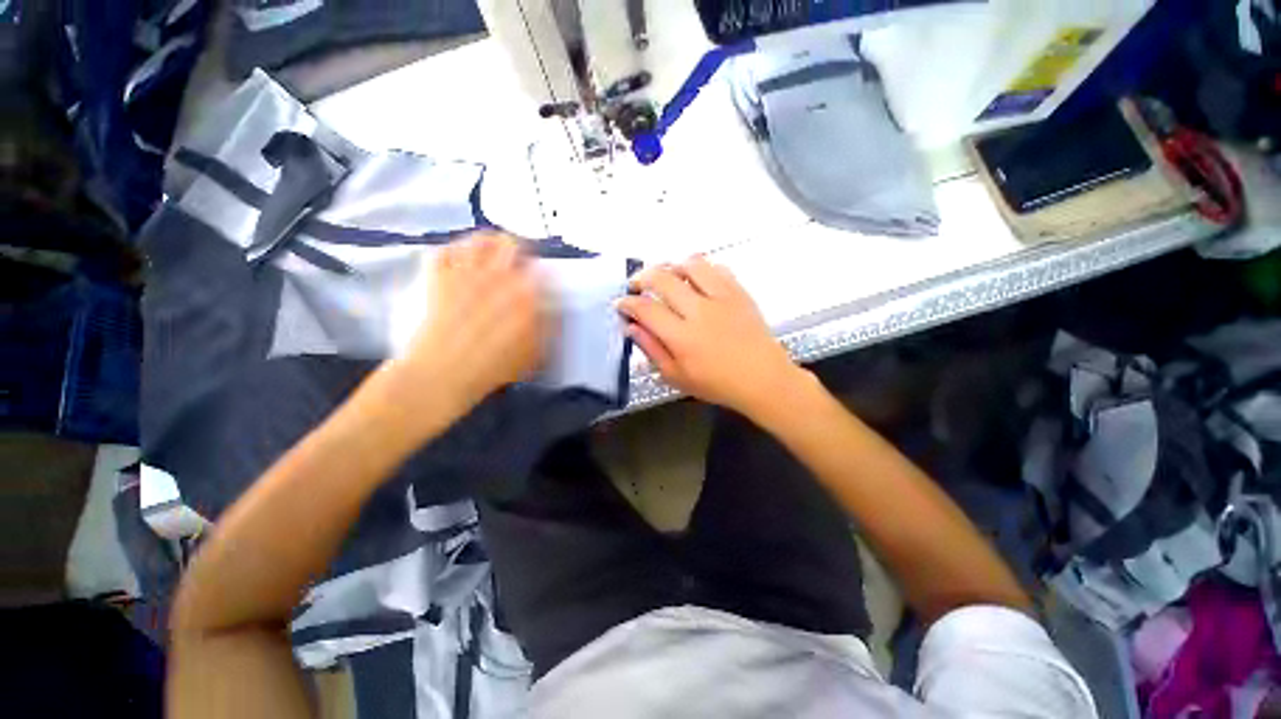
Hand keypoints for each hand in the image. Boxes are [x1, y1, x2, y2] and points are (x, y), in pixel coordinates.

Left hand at [383, 232, 550, 433]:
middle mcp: (497, 275)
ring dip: (489, 244)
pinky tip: (460, 260)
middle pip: (511, 243)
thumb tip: (551, 307)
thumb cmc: (494, 367)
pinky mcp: (438, 276)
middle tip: (518, 263)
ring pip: (479, 239)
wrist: (443, 373)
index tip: (541, 281)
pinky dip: (456, 250)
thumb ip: (547, 326)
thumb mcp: (534, 352)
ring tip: (491, 255)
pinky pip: (446, 249)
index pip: (540, 268)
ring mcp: (465, 272)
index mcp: (525, 294)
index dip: (542, 273)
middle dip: (518, 251)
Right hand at [617, 256, 804, 419]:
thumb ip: (652, 350)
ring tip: (666, 277)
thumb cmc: (717, 384)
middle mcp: (699, 311)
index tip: (621, 304)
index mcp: (682, 337)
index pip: (645, 309)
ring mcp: (722, 297)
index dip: (627, 303)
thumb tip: (631, 327)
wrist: (762, 379)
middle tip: (637, 285)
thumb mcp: (677, 377)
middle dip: (642, 277)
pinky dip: (701, 268)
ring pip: (690, 264)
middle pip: (663, 278)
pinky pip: (717, 268)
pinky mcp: (739, 292)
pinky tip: (696, 279)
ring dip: (671, 266)